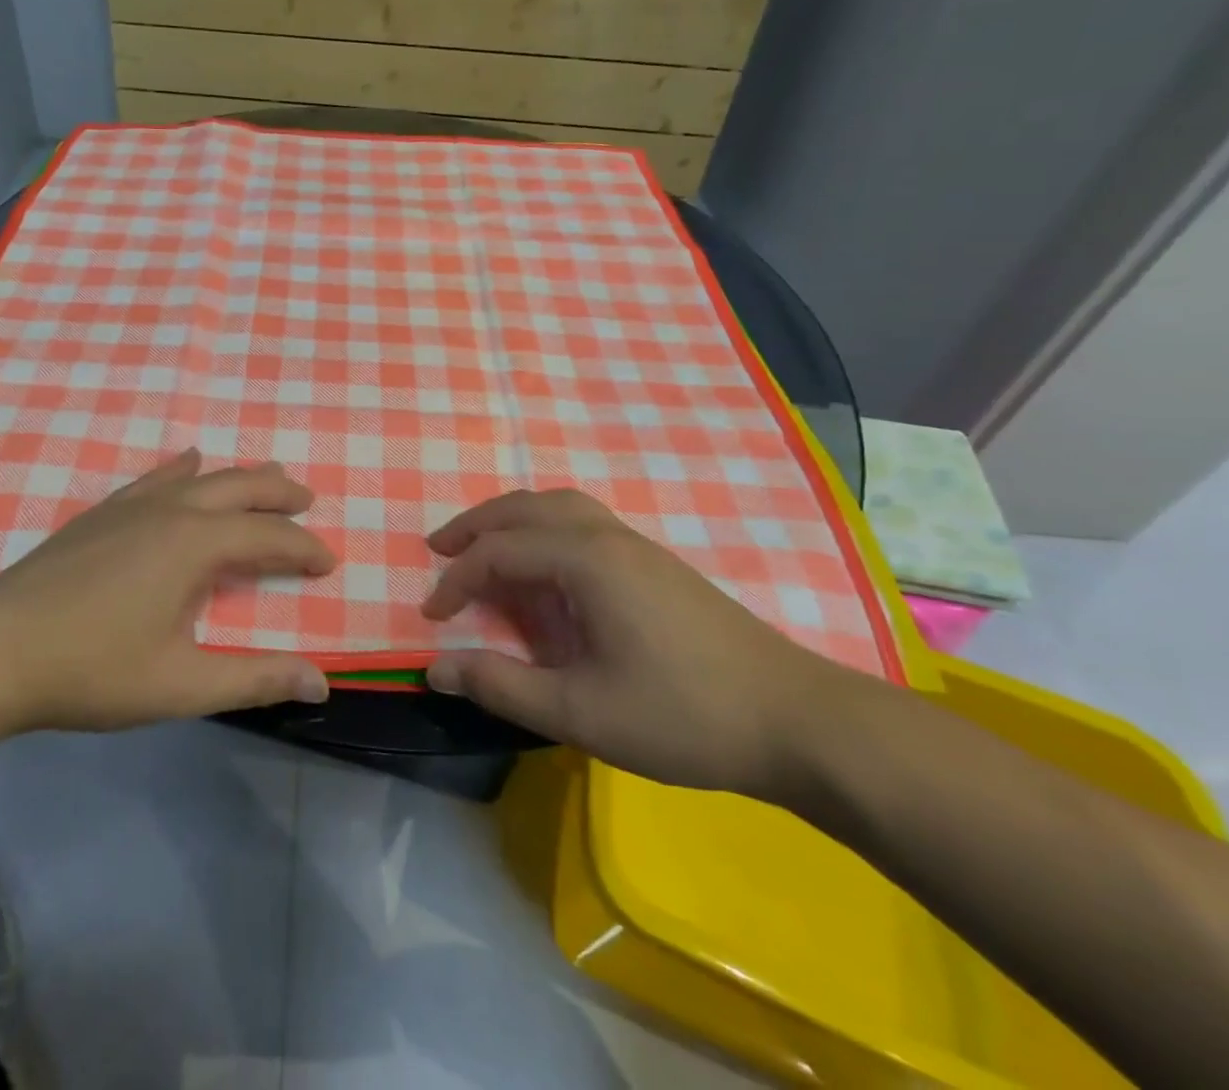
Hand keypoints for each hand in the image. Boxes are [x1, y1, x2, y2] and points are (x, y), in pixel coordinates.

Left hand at [0, 450, 335, 732]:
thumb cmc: (92, 670)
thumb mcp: (181, 684)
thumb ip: (254, 679)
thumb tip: (322, 681)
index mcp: (195, 545)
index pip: (268, 537)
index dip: (303, 548)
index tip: (328, 562)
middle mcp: (170, 511)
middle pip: (239, 487)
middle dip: (279, 492)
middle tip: (307, 499)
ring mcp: (130, 506)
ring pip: (199, 477)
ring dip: (238, 478)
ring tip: (265, 476)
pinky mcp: (100, 513)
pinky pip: (154, 478)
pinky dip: (181, 469)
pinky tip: (186, 463)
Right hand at [422, 489, 852, 799]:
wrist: (798, 721)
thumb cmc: (683, 715)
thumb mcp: (580, 712)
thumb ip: (501, 686)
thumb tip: (435, 668)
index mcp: (586, 560)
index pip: (499, 553)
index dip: (456, 581)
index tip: (430, 617)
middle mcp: (607, 537)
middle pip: (525, 508)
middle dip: (476, 526)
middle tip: (439, 551)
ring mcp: (637, 546)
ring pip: (558, 507)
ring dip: (512, 520)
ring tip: (483, 547)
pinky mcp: (656, 564)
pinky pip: (582, 523)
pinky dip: (544, 529)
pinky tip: (545, 567)